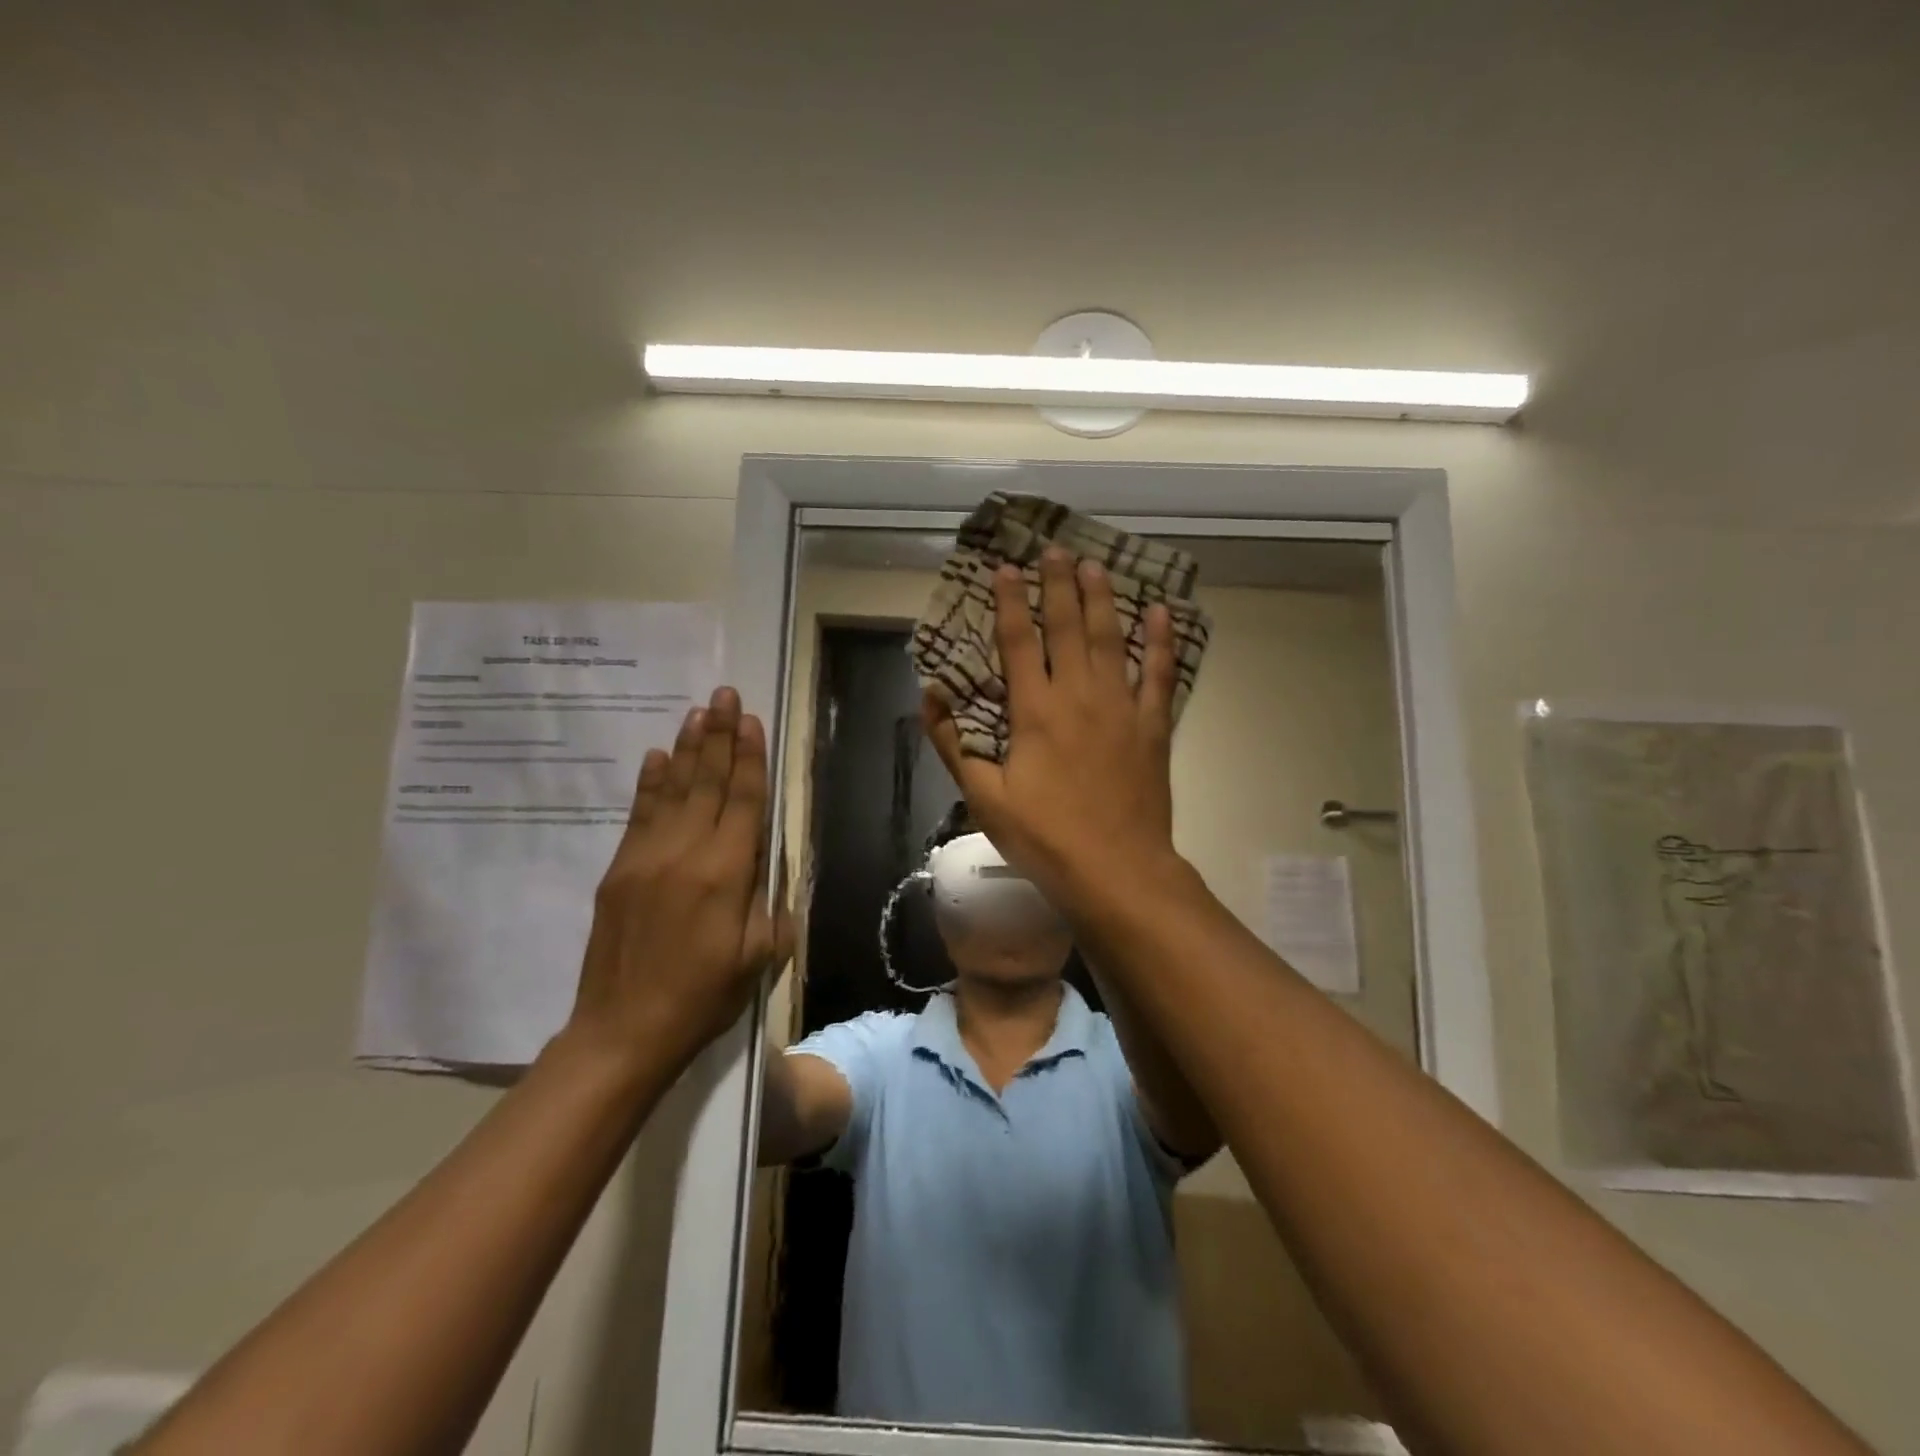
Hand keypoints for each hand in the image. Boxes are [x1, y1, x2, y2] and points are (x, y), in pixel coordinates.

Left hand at [567, 687, 793, 1072]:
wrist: (623, 1030)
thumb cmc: (703, 996)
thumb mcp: (760, 956)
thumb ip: (769, 902)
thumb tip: (766, 863)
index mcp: (727, 872)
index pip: (744, 799)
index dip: (750, 757)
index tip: (752, 720)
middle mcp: (687, 852)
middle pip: (708, 781)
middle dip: (720, 735)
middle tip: (725, 694)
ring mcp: (646, 857)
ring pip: (673, 789)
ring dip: (688, 748)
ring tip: (698, 711)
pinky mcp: (619, 869)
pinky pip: (639, 814)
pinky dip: (651, 782)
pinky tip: (658, 756)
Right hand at [923, 547, 1181, 912]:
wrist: (1116, 869)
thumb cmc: (1044, 837)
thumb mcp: (984, 796)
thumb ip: (954, 744)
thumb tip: (930, 696)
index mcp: (1035, 711)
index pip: (1017, 642)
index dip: (1008, 602)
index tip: (1005, 568)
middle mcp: (1079, 695)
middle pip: (1067, 627)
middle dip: (1058, 584)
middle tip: (1054, 548)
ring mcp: (1121, 707)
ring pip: (1111, 639)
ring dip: (1102, 599)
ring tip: (1095, 565)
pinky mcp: (1152, 726)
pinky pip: (1159, 674)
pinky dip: (1160, 642)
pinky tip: (1161, 613)